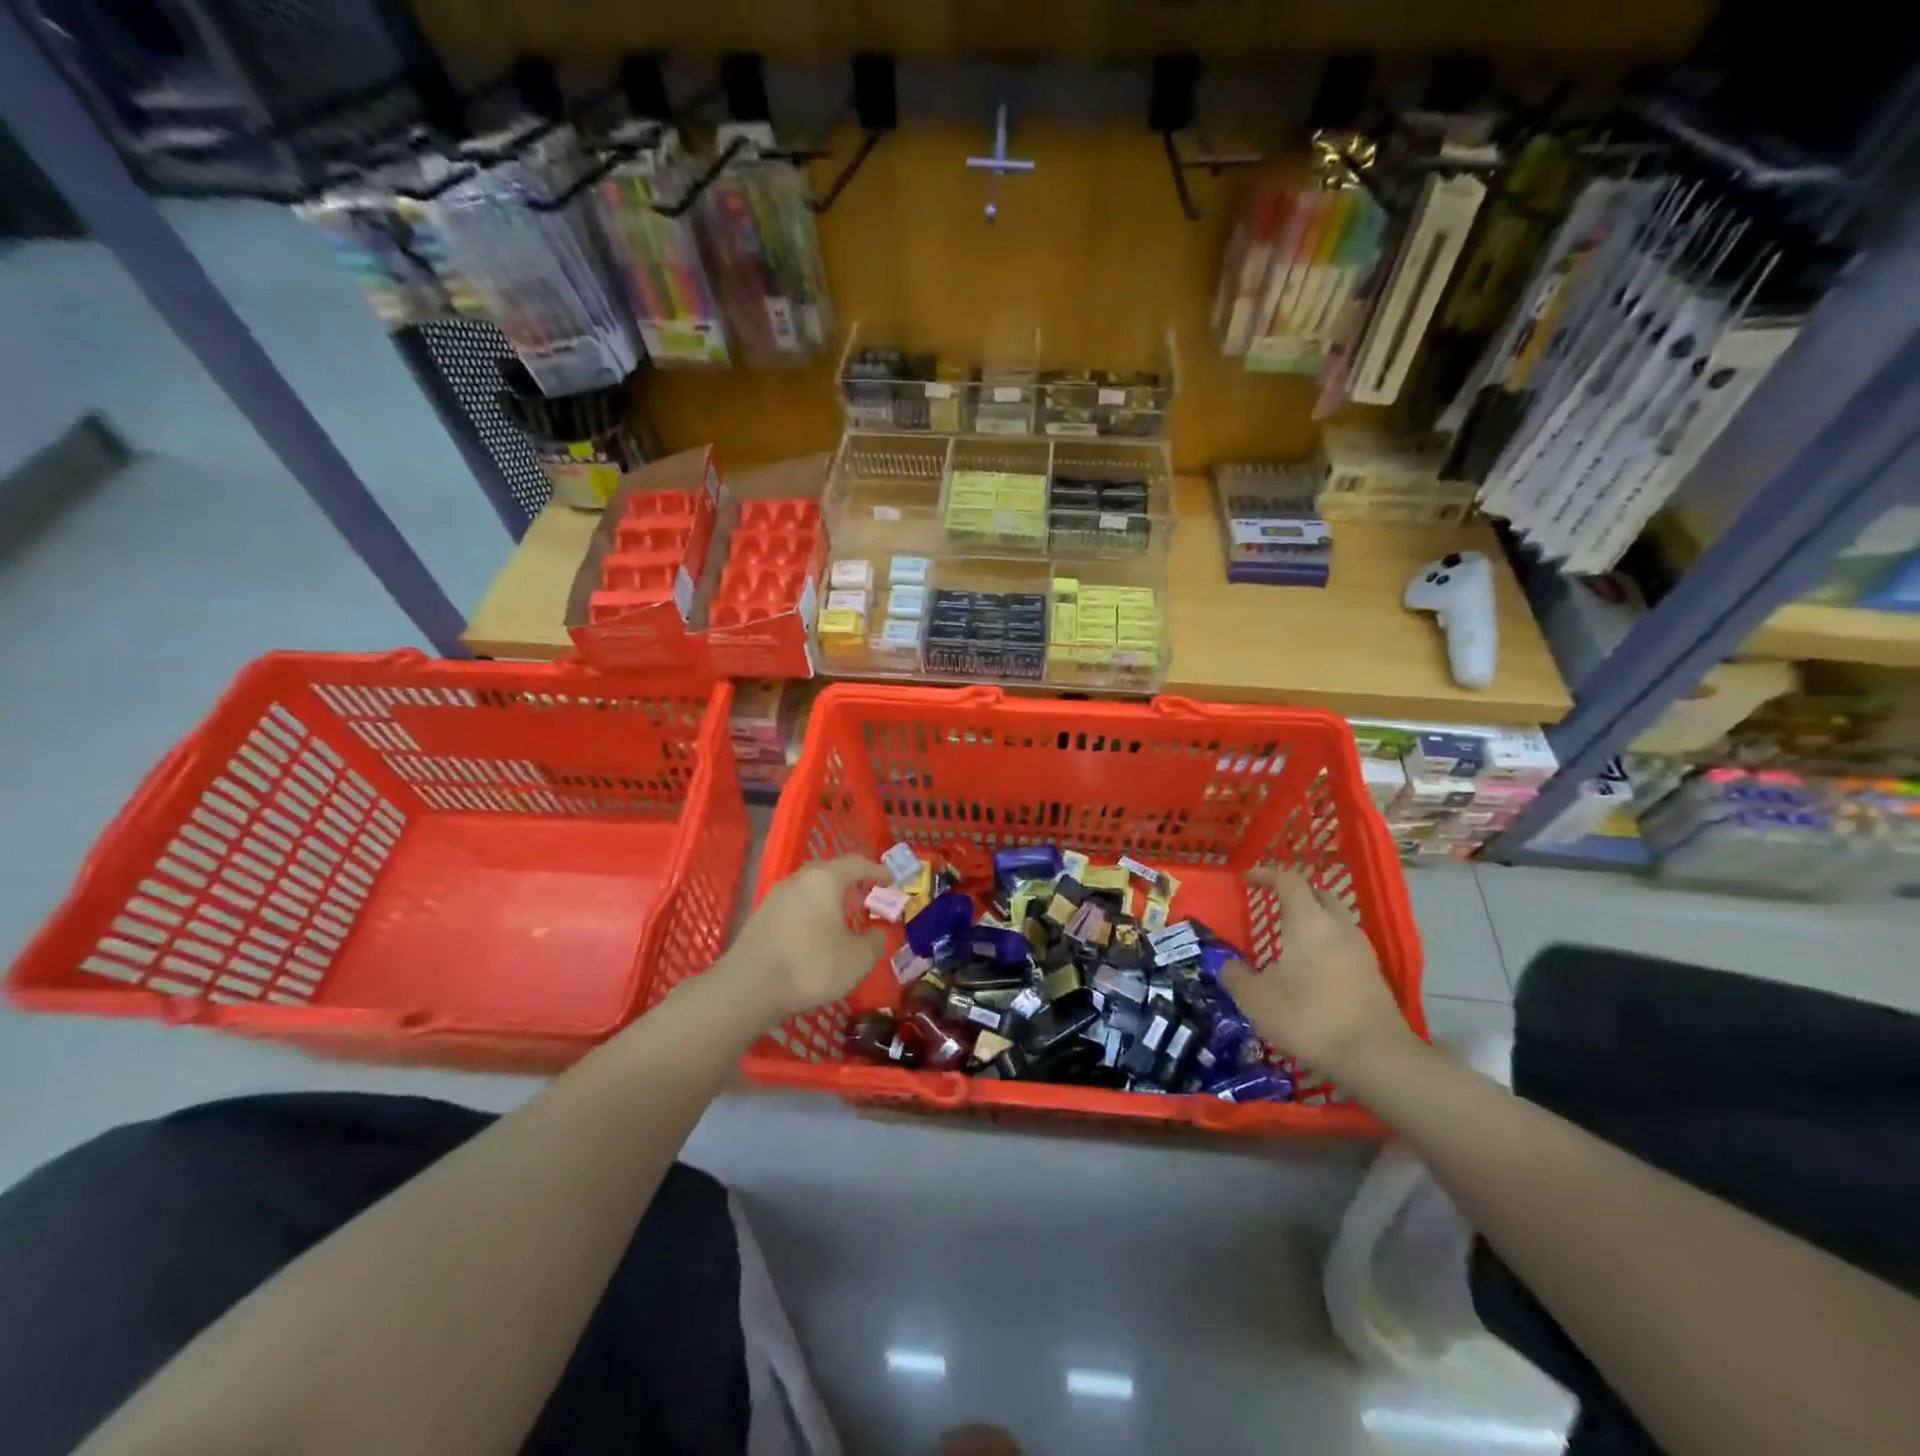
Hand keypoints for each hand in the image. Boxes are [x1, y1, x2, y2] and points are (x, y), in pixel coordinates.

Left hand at [721, 856, 889, 1021]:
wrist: (749, 988)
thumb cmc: (811, 965)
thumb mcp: (857, 960)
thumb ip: (875, 943)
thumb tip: (877, 933)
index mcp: (825, 880)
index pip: (857, 864)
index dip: (877, 871)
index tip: (891, 880)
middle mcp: (798, 880)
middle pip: (829, 872)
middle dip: (850, 882)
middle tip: (866, 895)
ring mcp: (775, 897)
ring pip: (808, 889)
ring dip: (827, 898)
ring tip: (842, 916)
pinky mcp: (759, 918)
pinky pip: (793, 906)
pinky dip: (810, 913)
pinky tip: (815, 934)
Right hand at [1221, 867, 1418, 1078]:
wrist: (1376, 1058)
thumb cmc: (1309, 1017)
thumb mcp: (1256, 999)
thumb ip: (1235, 976)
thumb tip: (1226, 964)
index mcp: (1308, 921)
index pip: (1289, 880)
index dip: (1267, 874)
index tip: (1248, 879)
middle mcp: (1339, 927)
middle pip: (1320, 894)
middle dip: (1296, 894)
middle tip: (1274, 904)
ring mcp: (1362, 951)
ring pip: (1337, 921)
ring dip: (1314, 921)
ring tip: (1291, 940)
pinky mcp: (1375, 976)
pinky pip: (1346, 946)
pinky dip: (1327, 946)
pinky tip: (1313, 970)